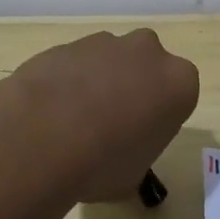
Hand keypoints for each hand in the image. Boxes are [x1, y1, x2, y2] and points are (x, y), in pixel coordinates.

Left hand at [0, 29, 199, 205]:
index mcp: (178, 82)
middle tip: (111, 124)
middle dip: (133, 87)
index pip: (178, 95)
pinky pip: (74, 63)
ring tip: (73, 121)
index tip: (141, 136)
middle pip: (146, 67)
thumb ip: (138, 154)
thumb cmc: (102, 164)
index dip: (159, 117)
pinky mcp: (66, 43)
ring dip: (98, 82)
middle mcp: (148, 52)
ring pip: (109, 60)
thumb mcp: (135, 175)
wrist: (41, 137)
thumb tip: (121, 156)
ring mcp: (104, 43)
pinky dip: (67, 81)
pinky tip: (49, 113)